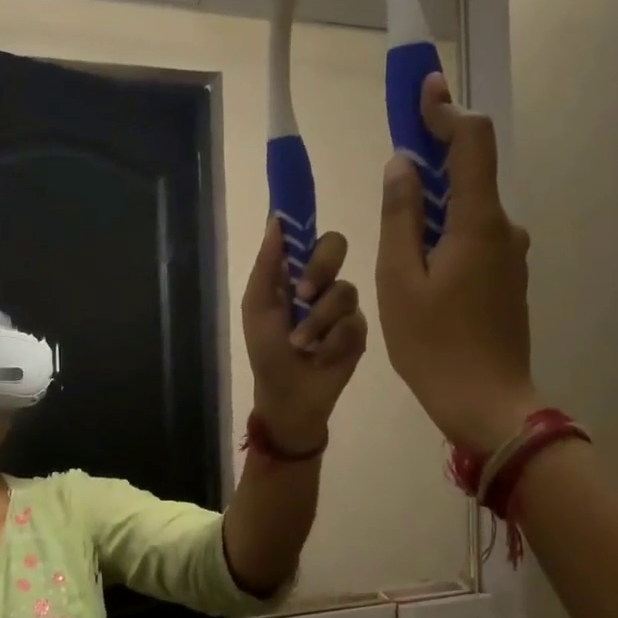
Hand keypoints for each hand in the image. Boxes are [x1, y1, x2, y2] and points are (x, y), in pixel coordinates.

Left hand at [242, 217, 368, 453]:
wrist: (289, 397)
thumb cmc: (267, 352)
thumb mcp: (258, 307)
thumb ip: (267, 266)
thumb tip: (276, 220)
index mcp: (295, 274)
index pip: (308, 236)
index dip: (308, 225)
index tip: (305, 222)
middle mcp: (322, 283)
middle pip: (336, 246)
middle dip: (320, 268)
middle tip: (302, 295)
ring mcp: (344, 307)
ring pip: (344, 291)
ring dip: (318, 322)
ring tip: (303, 346)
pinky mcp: (359, 332)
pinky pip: (353, 323)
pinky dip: (333, 342)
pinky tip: (322, 358)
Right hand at [376, 74, 539, 453]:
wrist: (487, 403)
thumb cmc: (434, 344)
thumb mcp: (399, 280)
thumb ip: (400, 216)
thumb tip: (403, 164)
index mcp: (478, 222)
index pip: (471, 141)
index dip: (446, 110)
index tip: (422, 89)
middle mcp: (504, 229)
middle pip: (470, 174)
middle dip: (433, 159)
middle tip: (394, 165)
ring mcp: (510, 257)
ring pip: (469, 212)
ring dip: (435, 205)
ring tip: (396, 234)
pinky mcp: (507, 281)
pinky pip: (474, 240)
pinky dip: (446, 234)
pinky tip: (420, 266)